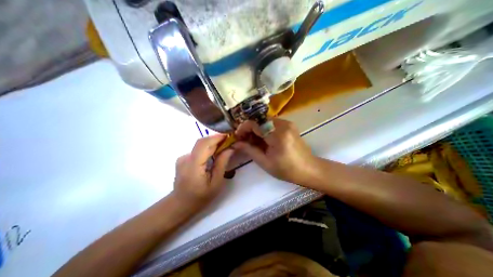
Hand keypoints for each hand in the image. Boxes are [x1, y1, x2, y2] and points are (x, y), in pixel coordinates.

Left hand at [173, 134, 233, 207]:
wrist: (181, 204)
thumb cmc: (201, 197)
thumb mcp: (216, 183)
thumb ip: (222, 163)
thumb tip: (230, 148)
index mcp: (193, 165)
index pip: (204, 144)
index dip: (217, 137)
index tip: (229, 136)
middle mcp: (185, 158)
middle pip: (202, 142)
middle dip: (216, 139)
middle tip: (229, 141)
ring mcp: (183, 158)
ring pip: (200, 145)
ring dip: (212, 143)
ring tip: (223, 147)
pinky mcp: (183, 159)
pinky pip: (197, 149)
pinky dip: (207, 148)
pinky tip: (213, 154)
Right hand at [234, 118, 317, 183]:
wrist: (308, 169)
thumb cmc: (286, 169)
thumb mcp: (265, 162)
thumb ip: (249, 150)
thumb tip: (235, 144)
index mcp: (277, 135)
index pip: (255, 124)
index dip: (243, 128)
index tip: (238, 137)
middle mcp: (283, 124)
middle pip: (260, 121)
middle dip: (249, 129)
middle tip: (244, 140)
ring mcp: (288, 123)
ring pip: (265, 121)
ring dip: (256, 129)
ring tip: (253, 141)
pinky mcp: (289, 125)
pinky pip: (272, 123)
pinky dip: (264, 129)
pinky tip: (263, 139)